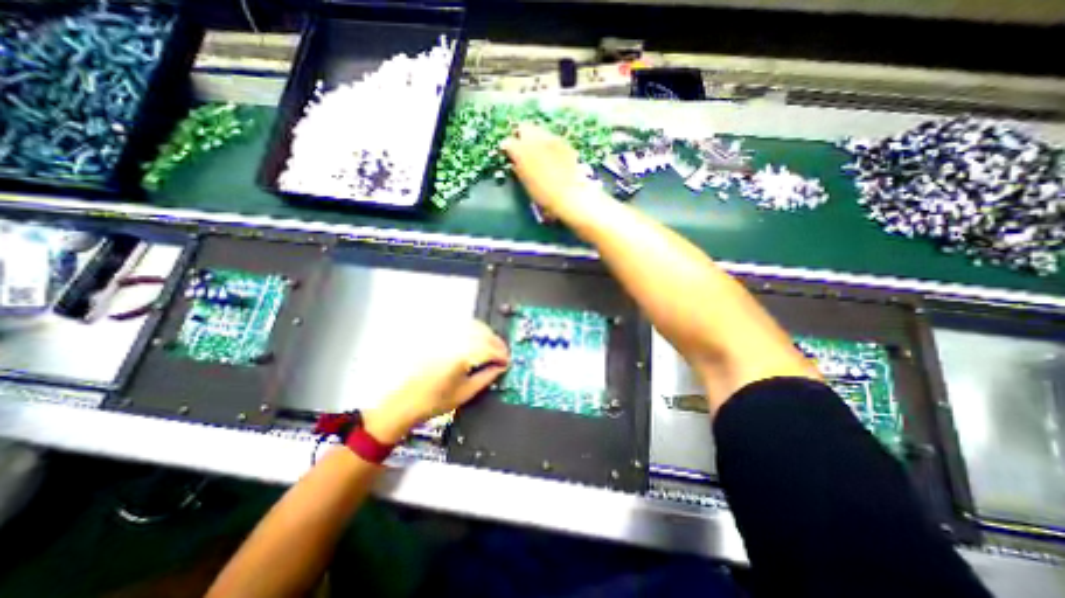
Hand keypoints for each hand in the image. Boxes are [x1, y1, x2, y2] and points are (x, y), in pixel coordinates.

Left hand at [364, 322, 509, 444]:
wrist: (404, 401)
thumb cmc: (434, 401)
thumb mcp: (466, 392)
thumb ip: (487, 377)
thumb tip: (501, 367)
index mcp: (461, 356)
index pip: (490, 349)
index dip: (502, 355)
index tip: (507, 362)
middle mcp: (453, 341)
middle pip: (484, 334)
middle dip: (497, 343)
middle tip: (503, 355)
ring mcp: (444, 336)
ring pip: (474, 326)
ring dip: (487, 334)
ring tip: (492, 347)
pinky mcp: (438, 335)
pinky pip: (461, 326)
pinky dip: (474, 330)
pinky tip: (476, 340)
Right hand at [502, 121, 607, 224]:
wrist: (571, 196)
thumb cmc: (544, 196)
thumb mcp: (526, 184)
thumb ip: (519, 170)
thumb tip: (516, 163)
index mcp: (521, 151)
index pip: (508, 143)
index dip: (508, 149)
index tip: (509, 156)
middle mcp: (535, 139)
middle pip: (524, 128)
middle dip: (522, 136)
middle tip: (523, 149)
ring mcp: (552, 139)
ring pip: (540, 131)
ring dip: (537, 139)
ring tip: (539, 152)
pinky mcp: (566, 144)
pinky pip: (553, 139)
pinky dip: (550, 145)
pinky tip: (553, 157)